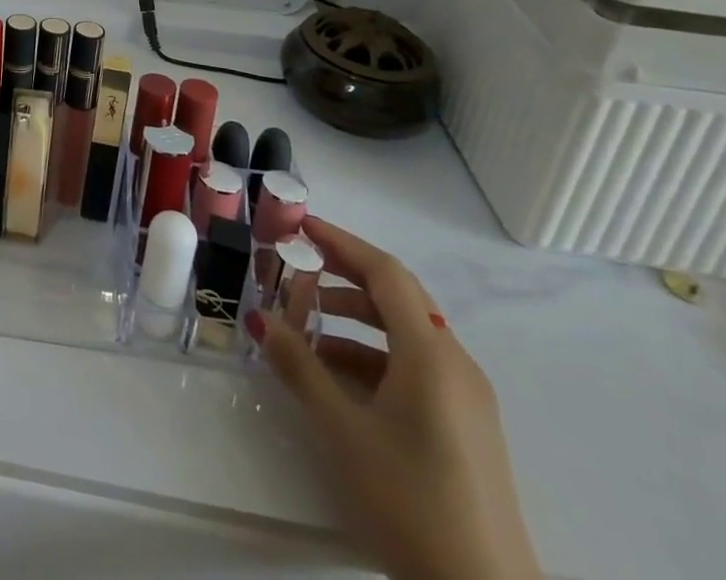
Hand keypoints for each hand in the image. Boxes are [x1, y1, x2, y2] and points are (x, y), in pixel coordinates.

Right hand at [249, 219, 541, 579]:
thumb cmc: (412, 500)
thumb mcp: (344, 430)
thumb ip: (300, 367)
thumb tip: (259, 319)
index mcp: (431, 353)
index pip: (385, 273)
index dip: (341, 242)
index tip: (301, 225)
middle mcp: (455, 363)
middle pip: (397, 296)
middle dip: (344, 274)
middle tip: (297, 265)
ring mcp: (466, 397)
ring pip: (405, 332)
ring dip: (354, 318)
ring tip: (306, 325)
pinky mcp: (466, 425)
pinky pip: (415, 365)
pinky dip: (373, 353)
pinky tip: (338, 376)